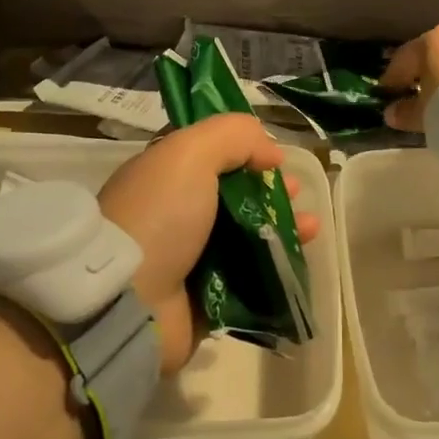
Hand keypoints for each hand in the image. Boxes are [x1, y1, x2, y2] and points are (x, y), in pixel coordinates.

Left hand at [98, 113, 319, 373]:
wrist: (127, 303)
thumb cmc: (159, 215)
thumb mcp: (190, 152)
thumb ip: (233, 136)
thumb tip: (271, 151)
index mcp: (164, 176)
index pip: (211, 155)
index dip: (247, 151)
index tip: (275, 157)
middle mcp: (175, 214)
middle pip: (235, 195)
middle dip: (271, 190)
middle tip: (296, 193)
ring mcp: (190, 260)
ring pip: (247, 237)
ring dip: (282, 227)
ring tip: (311, 227)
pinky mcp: (206, 301)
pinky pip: (250, 279)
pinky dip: (277, 266)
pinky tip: (300, 258)